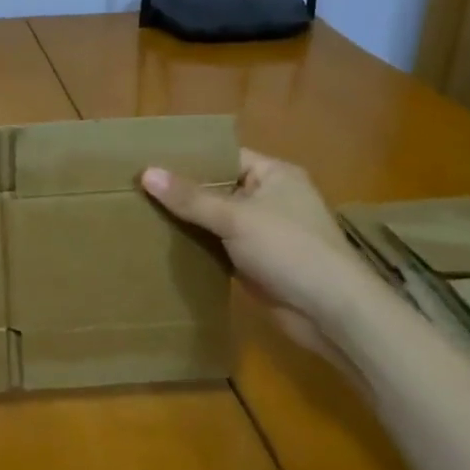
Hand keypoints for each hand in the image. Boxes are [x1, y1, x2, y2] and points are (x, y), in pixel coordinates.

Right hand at [141, 149, 375, 359]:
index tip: (150, 162)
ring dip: (189, 223)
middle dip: (183, 193)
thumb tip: (146, 173)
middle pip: (219, 189)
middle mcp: (270, 198)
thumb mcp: (235, 218)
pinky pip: (221, 247)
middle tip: (138, 190)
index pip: (224, 157)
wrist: (332, 312)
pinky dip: (200, 248)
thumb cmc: (289, 249)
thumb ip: (190, 197)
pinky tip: (165, 246)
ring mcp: (265, 233)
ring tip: (142, 214)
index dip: (189, 159)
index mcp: (274, 174)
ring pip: (218, 221)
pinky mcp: (258, 263)